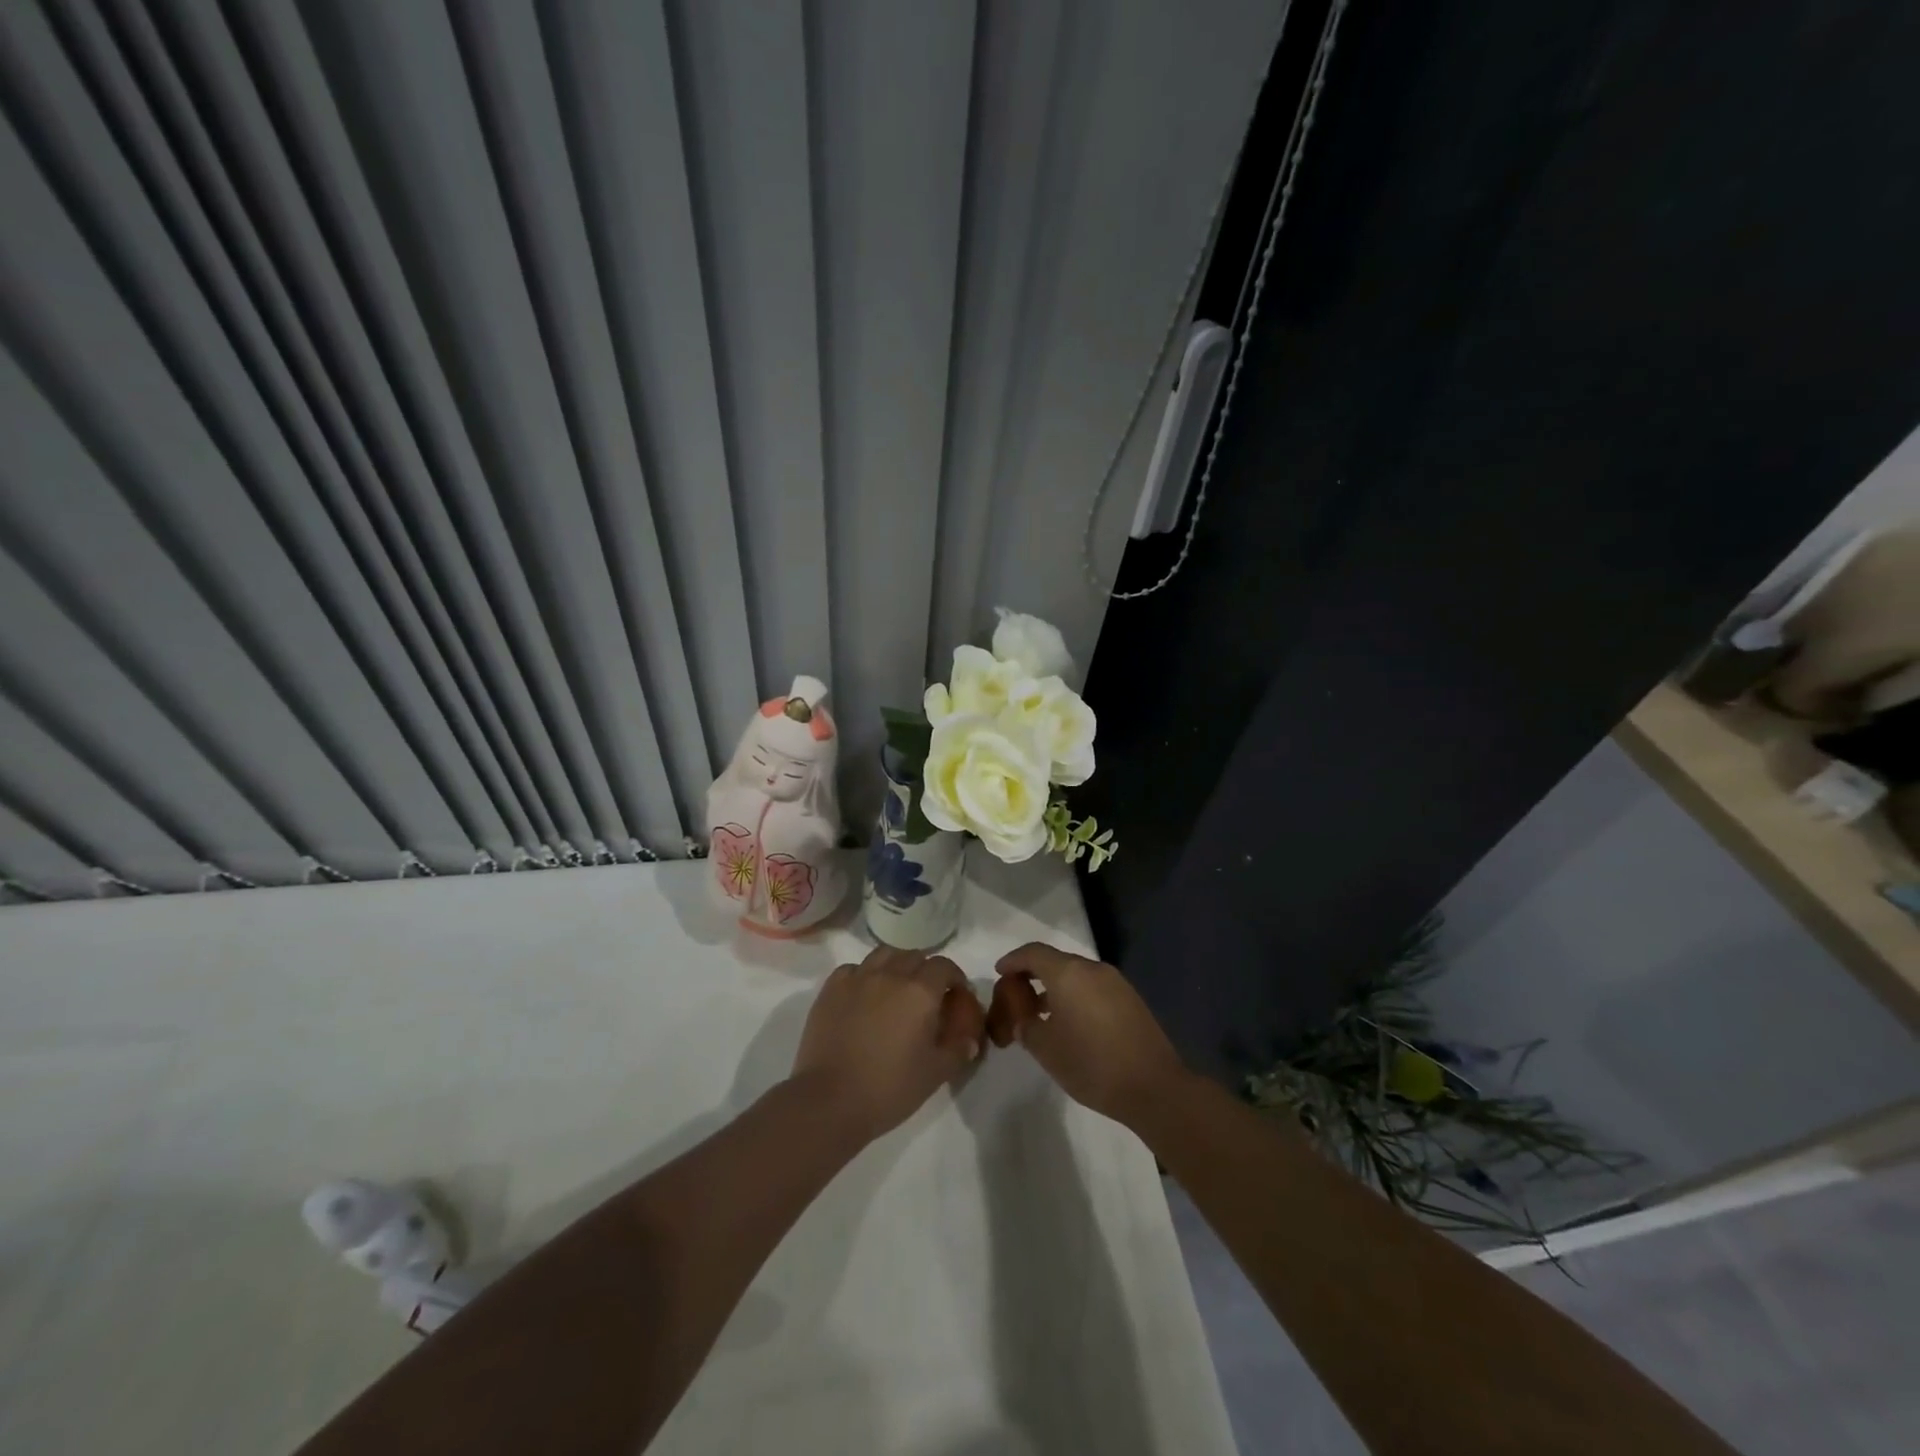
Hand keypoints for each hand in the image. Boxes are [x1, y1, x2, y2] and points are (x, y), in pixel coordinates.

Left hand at [790, 947, 985, 1142]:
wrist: (830, 1101)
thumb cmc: (889, 1088)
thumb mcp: (935, 1074)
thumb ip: (958, 1051)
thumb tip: (971, 1040)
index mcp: (920, 992)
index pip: (944, 966)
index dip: (954, 976)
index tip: (956, 994)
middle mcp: (890, 975)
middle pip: (914, 956)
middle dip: (926, 970)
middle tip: (927, 995)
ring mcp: (857, 978)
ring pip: (884, 955)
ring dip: (896, 965)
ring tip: (896, 988)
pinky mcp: (831, 989)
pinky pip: (853, 969)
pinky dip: (864, 974)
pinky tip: (864, 994)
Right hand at [986, 942, 1187, 1125]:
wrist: (1153, 1087)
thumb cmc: (1091, 1065)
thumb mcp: (1046, 1049)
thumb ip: (1026, 1027)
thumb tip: (1024, 1019)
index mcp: (1068, 973)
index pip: (1033, 953)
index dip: (1013, 960)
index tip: (999, 973)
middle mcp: (1092, 969)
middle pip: (1056, 961)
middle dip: (1033, 975)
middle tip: (1017, 996)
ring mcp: (1115, 982)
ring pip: (1076, 975)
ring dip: (1056, 987)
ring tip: (1042, 1014)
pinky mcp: (1131, 999)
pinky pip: (1094, 987)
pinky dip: (1076, 996)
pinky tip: (1072, 1023)